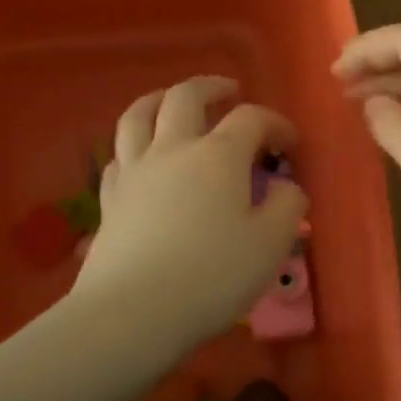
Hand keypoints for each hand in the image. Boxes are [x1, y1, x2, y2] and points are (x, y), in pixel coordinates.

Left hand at [74, 76, 307, 351]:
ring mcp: (135, 172)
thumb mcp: (272, 243)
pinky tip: (143, 158)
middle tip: (230, 91)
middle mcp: (173, 150)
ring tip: (173, 101)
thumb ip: (288, 206)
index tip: (291, 144)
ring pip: (138, 115)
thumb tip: (285, 187)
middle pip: (186, 98)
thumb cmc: (212, 275)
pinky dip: (135, 146)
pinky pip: (119, 157)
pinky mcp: (109, 200)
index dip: (276, 123)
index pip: (252, 118)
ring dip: (160, 99)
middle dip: (212, 87)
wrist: (132, 313)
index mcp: (219, 155)